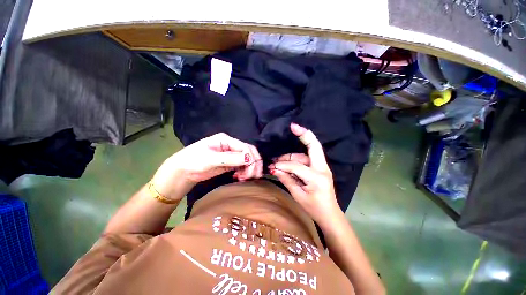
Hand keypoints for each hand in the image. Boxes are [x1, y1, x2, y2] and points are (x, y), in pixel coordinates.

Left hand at [152, 133, 262, 199]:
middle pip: (249, 152)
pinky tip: (239, 178)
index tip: (251, 172)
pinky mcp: (229, 163)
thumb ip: (230, 158)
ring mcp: (230, 155)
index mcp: (226, 140)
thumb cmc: (192, 161)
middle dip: (254, 164)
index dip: (251, 158)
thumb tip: (249, 159)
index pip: (245, 147)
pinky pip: (242, 166)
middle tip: (253, 176)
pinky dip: (244, 172)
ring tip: (244, 178)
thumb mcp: (210, 159)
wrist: (182, 172)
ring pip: (247, 160)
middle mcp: (230, 145)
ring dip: (249, 169)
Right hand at [270, 123, 340, 223]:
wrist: (330, 215)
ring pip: (307, 154)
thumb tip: (275, 169)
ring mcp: (323, 167)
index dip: (283, 165)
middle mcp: (322, 168)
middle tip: (293, 126)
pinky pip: (307, 159)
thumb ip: (286, 179)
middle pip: (314, 146)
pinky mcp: (320, 168)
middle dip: (304, 134)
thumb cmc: (314, 208)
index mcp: (317, 177)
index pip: (296, 166)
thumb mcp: (298, 195)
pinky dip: (297, 159)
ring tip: (280, 160)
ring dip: (293, 155)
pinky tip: (287, 163)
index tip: (273, 166)